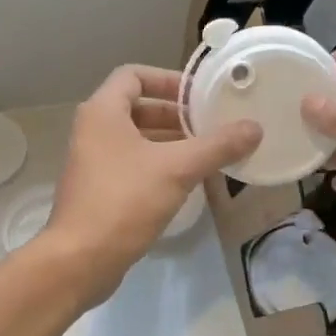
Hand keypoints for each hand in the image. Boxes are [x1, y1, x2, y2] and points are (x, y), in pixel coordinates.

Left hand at [41, 65, 259, 302]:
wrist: (80, 259)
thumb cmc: (124, 201)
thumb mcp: (177, 169)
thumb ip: (217, 146)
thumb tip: (255, 128)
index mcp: (102, 112)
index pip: (133, 75)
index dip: (167, 80)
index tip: (198, 95)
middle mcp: (93, 130)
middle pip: (137, 107)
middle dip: (174, 115)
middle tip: (209, 125)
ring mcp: (93, 161)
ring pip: (136, 138)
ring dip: (170, 141)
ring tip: (207, 152)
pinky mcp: (98, 190)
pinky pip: (132, 164)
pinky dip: (158, 165)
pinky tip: (187, 181)